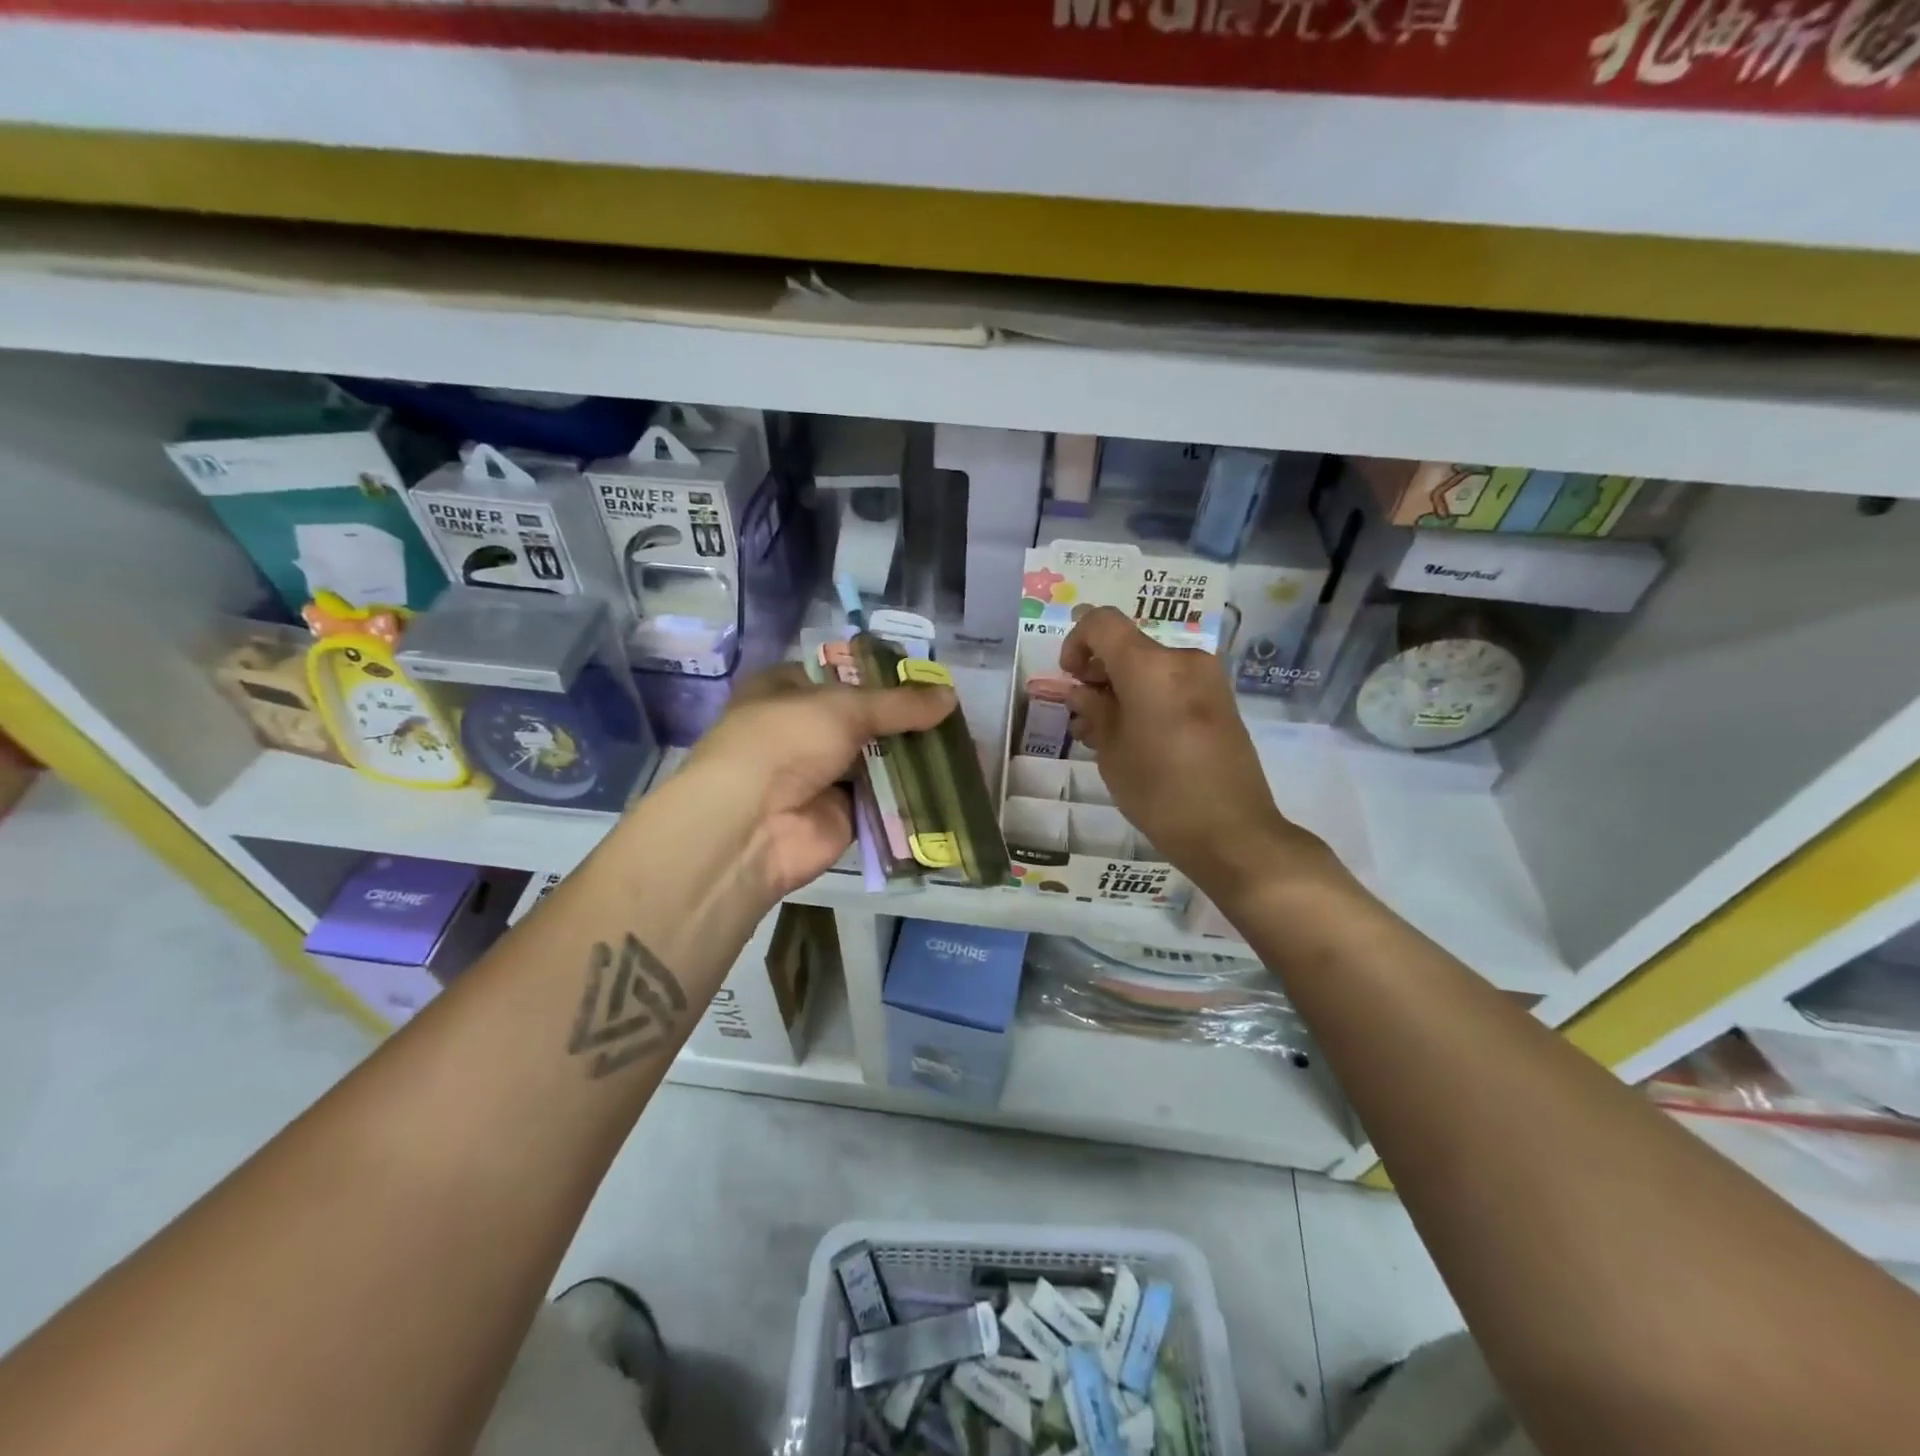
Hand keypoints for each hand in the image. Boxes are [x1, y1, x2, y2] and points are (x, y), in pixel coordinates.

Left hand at [684, 664, 955, 899]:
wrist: (753, 824)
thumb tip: (950, 695)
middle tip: (956, 715)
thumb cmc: (786, 741)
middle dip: (906, 719)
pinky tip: (951, 783)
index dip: (883, 676)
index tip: (929, 678)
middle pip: (865, 720)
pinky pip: (884, 798)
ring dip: (914, 756)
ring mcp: (822, 774)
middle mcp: (803, 730)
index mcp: (788, 690)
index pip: (842, 674)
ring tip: (966, 746)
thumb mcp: (843, 707)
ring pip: (877, 760)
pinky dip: (912, 793)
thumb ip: (899, 704)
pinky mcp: (842, 814)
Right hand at [1060, 607, 1328, 899]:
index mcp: (1152, 666)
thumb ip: (1094, 711)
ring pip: (1151, 667)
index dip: (1077, 642)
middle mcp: (1184, 660)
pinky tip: (1135, 737)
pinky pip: (1173, 685)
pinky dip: (1148, 698)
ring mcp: (1208, 680)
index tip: (1070, 677)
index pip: (1103, 623)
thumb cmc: (1161, 792)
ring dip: (1123, 687)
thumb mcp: (1112, 752)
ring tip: (1105, 732)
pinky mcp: (1221, 702)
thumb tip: (1081, 690)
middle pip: (1129, 646)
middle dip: (1099, 671)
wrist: (1233, 833)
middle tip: (1083, 713)